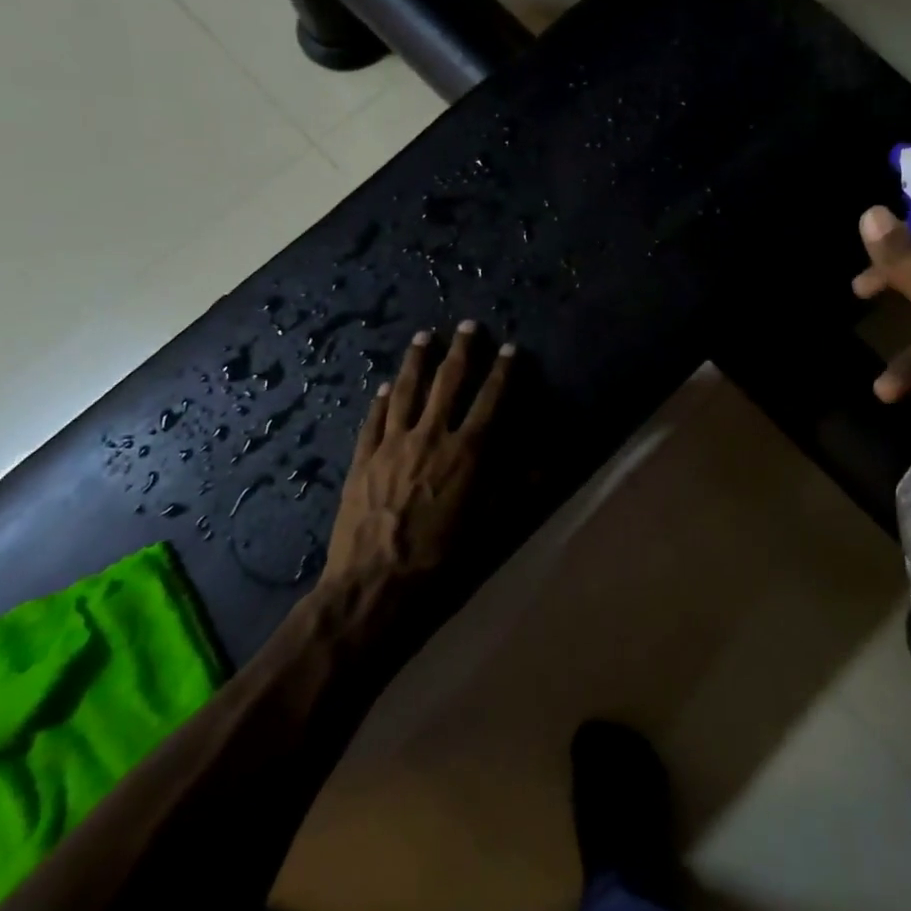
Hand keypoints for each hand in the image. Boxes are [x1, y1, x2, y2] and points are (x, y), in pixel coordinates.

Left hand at [321, 321, 512, 598]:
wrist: (376, 585)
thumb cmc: (443, 559)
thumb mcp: (492, 526)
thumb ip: (518, 488)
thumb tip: (546, 462)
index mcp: (469, 452)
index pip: (491, 400)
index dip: (503, 372)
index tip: (510, 348)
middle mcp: (432, 436)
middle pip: (449, 383)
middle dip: (462, 351)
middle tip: (467, 325)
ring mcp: (393, 444)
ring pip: (407, 391)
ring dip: (417, 361)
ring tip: (424, 336)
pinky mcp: (363, 459)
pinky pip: (374, 419)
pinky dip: (381, 399)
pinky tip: (385, 385)